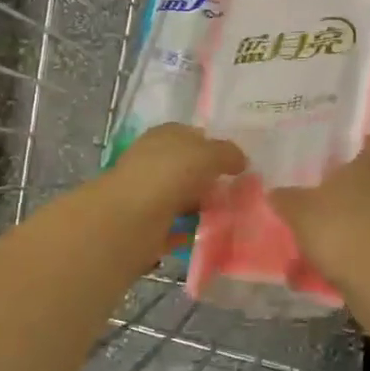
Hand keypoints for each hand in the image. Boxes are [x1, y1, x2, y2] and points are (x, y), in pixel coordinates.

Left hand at [108, 123, 246, 220]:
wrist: (128, 221)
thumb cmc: (168, 174)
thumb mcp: (206, 154)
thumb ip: (227, 153)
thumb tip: (241, 160)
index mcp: (164, 136)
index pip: (192, 135)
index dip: (214, 146)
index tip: (239, 163)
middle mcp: (154, 161)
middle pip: (188, 167)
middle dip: (211, 178)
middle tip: (241, 191)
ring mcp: (148, 194)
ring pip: (183, 197)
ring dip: (202, 205)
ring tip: (231, 215)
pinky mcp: (146, 225)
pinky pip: (176, 227)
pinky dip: (191, 231)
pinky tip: (211, 235)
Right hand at [270, 137, 369, 282]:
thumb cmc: (340, 228)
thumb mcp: (300, 211)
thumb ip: (287, 199)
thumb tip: (275, 191)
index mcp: (368, 169)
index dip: (367, 146)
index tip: (358, 146)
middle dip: (347, 191)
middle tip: (320, 197)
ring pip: (367, 216)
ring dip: (345, 224)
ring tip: (314, 239)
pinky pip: (366, 246)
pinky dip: (348, 253)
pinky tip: (321, 269)